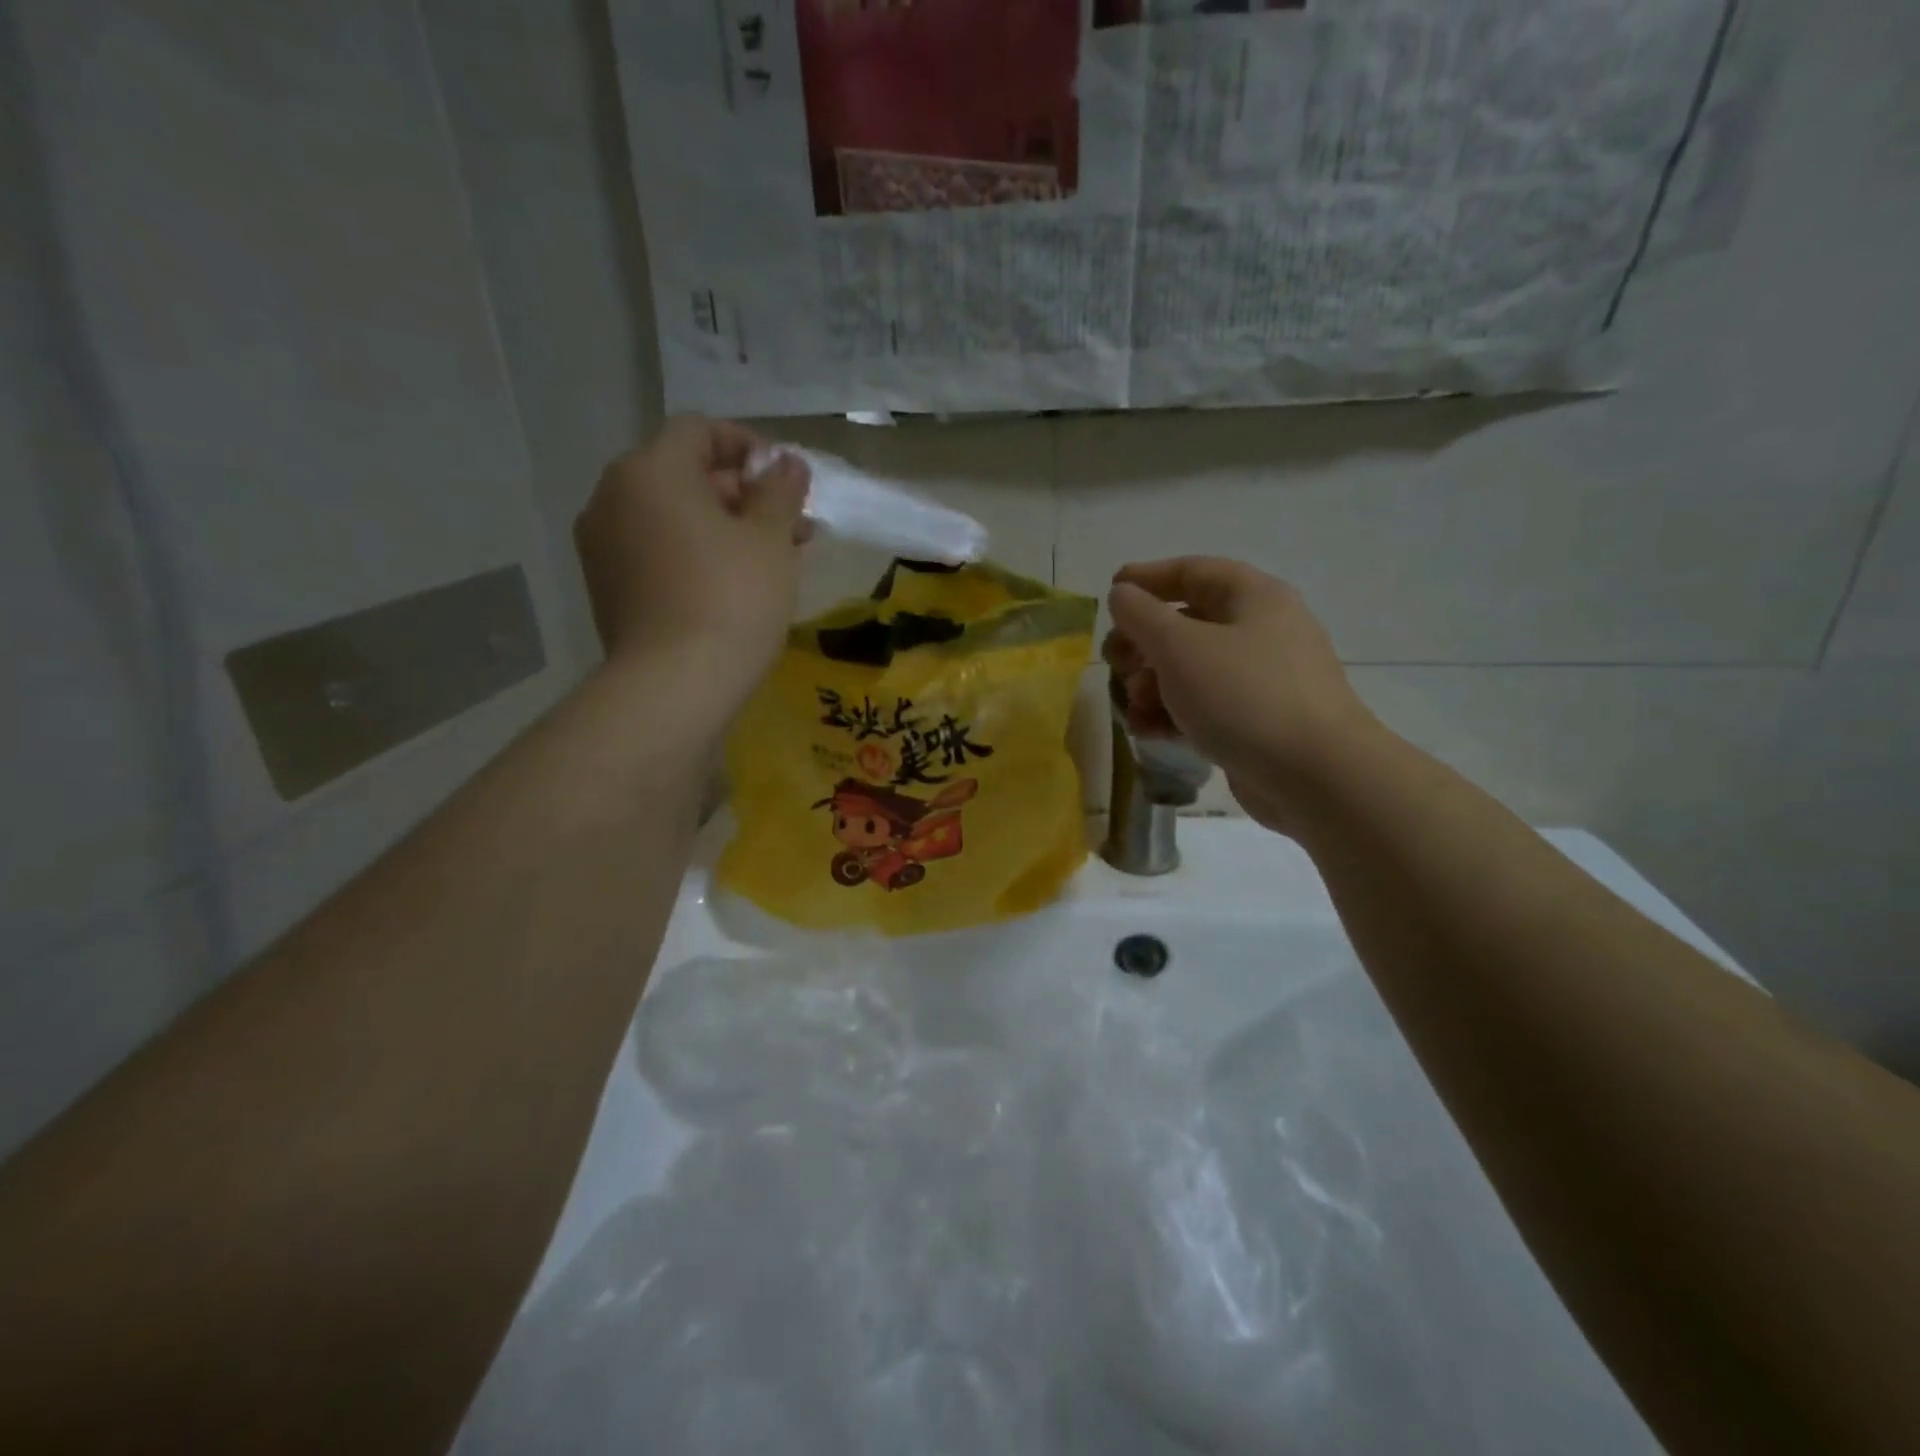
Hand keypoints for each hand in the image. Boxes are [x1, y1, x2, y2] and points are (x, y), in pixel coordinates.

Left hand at [575, 416, 809, 718]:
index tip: (785, 480)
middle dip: (744, 496)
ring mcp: (602, 546)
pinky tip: (733, 585)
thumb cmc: (732, 599)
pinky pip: (656, 551)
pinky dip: (694, 554)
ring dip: (724, 528)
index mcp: (650, 471)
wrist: (674, 686)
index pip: (699, 431)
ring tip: (773, 560)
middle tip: (793, 528)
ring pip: (672, 518)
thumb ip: (780, 491)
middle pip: (685, 476)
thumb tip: (787, 462)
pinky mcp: (607, 589)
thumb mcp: (771, 540)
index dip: (747, 446)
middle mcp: (613, 497)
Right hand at [1104, 558, 1375, 830]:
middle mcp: (1261, 631)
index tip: (1111, 591)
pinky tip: (1148, 732)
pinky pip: (1206, 706)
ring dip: (1153, 684)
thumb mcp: (1180, 647)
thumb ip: (1142, 616)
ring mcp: (1262, 680)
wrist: (1315, 775)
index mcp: (1253, 598)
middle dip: (1144, 642)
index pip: (1193, 571)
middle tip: (1116, 662)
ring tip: (1132, 706)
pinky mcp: (1257, 722)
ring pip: (1192, 670)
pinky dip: (1174, 714)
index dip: (1148, 578)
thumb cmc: (1243, 696)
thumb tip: (1122, 595)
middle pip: (1188, 623)